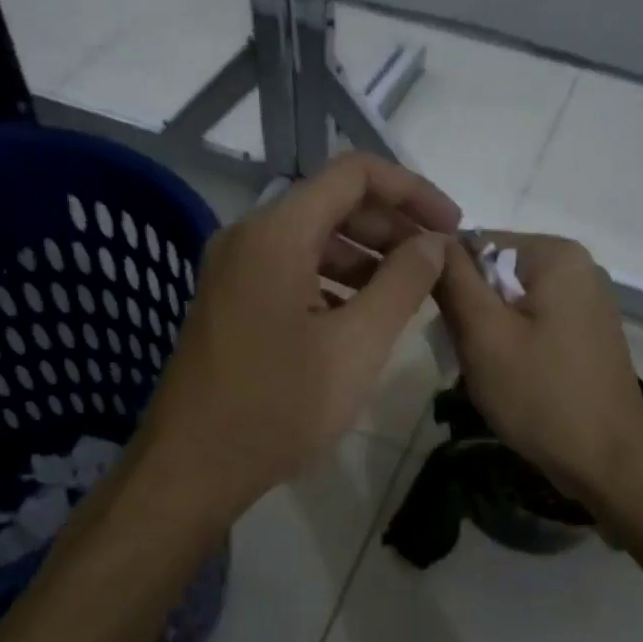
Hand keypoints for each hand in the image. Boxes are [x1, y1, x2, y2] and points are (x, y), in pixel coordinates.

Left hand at [134, 153, 459, 519]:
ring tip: (407, 294)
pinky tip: (360, 319)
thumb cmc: (278, 407)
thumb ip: (403, 283)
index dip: (411, 190)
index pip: (353, 173)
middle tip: (434, 265)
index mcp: (275, 233)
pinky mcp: (230, 303)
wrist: (192, 467)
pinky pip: (290, 272)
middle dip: (390, 227)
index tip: (450, 226)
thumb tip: (432, 242)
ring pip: (311, 241)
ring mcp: (233, 271)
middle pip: (332, 205)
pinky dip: (332, 283)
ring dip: (364, 258)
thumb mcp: (357, 345)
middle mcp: (248, 238)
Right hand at [434, 232, 642, 505]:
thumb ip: (453, 281)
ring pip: (511, 302)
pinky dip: (513, 344)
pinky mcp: (588, 333)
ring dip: (489, 333)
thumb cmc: (541, 395)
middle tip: (469, 355)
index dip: (449, 281)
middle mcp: (579, 266)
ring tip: (489, 371)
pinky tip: (513, 378)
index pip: (476, 243)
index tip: (444, 326)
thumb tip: (429, 239)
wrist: (608, 463)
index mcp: (556, 254)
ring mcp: (588, 301)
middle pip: (495, 273)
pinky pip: (534, 323)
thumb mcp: (483, 335)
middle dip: (472, 311)